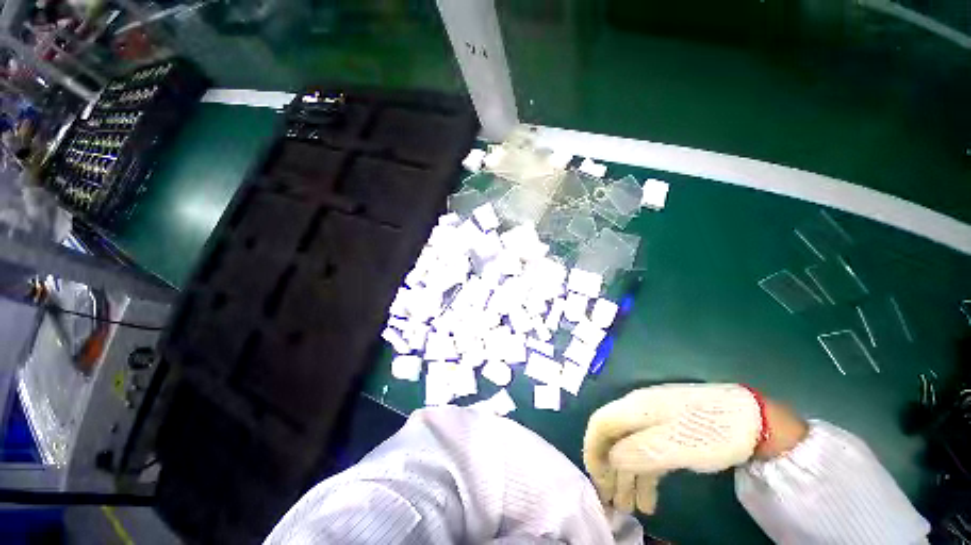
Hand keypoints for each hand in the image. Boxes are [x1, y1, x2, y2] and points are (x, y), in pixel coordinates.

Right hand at [583, 383, 803, 513]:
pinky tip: (649, 499)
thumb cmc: (709, 432)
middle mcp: (638, 411)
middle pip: (613, 438)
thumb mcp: (672, 446)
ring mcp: (654, 421)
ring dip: (627, 477)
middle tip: (612, 503)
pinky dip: (645, 476)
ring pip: (631, 448)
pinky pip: (648, 453)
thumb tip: (610, 459)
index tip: (597, 481)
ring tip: (629, 509)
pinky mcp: (669, 431)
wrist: (752, 419)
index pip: (600, 424)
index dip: (592, 451)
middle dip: (609, 470)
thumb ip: (637, 451)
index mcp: (634, 408)